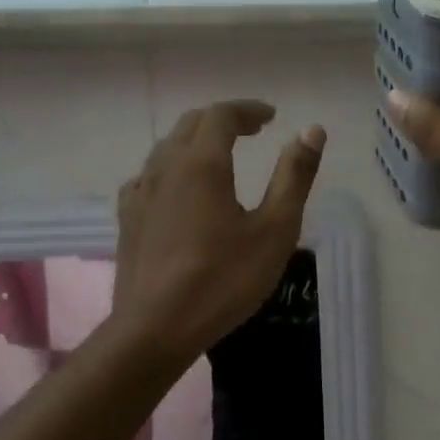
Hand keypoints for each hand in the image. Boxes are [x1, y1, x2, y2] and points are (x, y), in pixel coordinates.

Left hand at [112, 101, 324, 361]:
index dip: (248, 110)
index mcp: (202, 163)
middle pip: (191, 124)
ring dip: (196, 141)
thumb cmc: (223, 280)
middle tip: (252, 130)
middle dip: (223, 119)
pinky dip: (172, 167)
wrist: (155, 329)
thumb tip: (312, 131)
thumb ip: (294, 177)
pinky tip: (179, 189)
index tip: (271, 117)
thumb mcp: (274, 230)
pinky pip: (149, 176)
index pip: (222, 115)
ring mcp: (140, 193)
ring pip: (167, 148)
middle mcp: (165, 168)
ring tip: (220, 155)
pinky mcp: (128, 219)